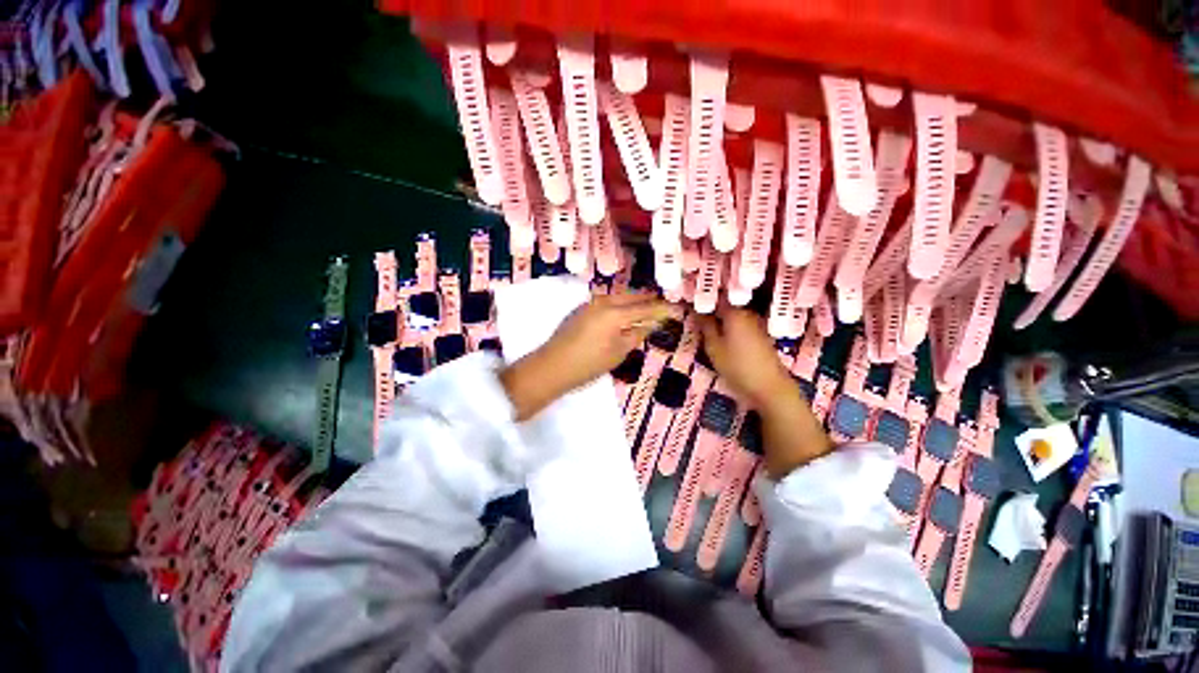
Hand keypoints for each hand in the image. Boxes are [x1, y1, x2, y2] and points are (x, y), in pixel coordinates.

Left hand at [501, 292, 670, 419]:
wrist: (551, 367)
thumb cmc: (588, 364)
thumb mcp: (618, 353)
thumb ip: (636, 335)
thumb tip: (651, 324)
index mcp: (615, 313)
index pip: (645, 308)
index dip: (662, 309)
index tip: (677, 309)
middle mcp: (603, 302)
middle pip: (632, 297)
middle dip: (649, 300)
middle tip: (664, 305)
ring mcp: (590, 304)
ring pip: (619, 298)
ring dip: (634, 301)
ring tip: (648, 307)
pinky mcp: (582, 309)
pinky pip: (608, 302)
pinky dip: (620, 305)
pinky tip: (625, 312)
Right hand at [698, 304, 831, 476]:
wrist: (770, 388)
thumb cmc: (737, 366)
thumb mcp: (714, 347)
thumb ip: (705, 326)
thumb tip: (697, 309)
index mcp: (734, 312)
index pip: (715, 297)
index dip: (702, 298)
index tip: (688, 301)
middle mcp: (747, 313)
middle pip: (725, 305)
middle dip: (710, 308)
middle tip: (694, 315)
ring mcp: (756, 324)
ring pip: (732, 315)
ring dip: (719, 318)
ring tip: (704, 325)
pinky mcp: (760, 335)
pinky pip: (740, 324)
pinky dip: (729, 326)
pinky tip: (721, 335)